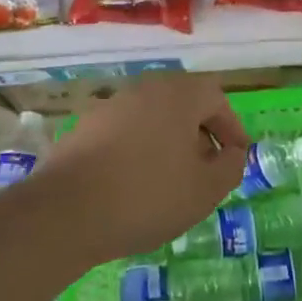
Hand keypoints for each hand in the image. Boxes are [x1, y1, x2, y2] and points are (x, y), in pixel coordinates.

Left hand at [42, 73, 249, 262]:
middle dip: (200, 133)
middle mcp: (145, 88)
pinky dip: (139, 149)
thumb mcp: (205, 190)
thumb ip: (230, 166)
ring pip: (153, 116)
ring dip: (169, 141)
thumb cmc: (147, 196)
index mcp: (178, 94)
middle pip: (183, 103)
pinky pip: (126, 131)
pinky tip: (135, 184)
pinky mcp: (85, 126)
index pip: (216, 98)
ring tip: (172, 180)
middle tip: (207, 167)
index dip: (231, 127)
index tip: (236, 157)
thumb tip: (231, 153)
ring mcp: (111, 105)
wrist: (65, 212)